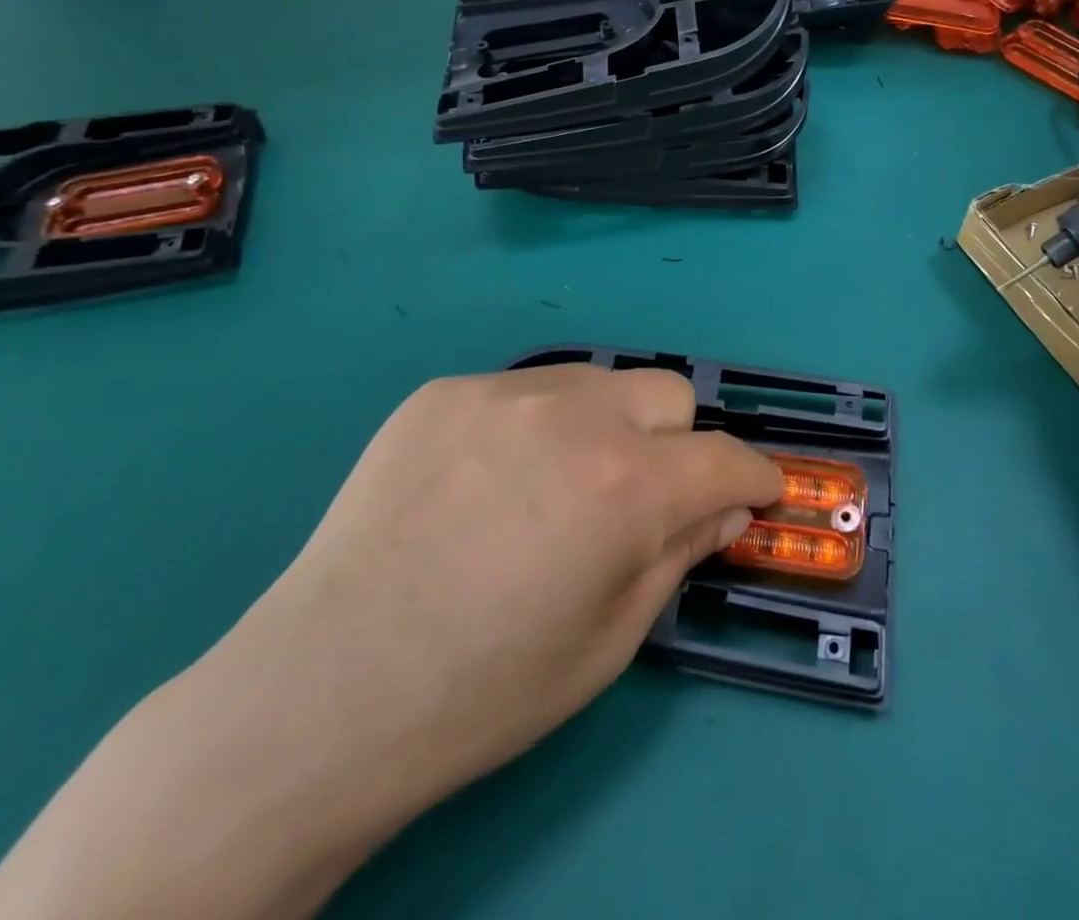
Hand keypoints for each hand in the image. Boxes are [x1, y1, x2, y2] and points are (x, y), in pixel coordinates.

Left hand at [0, 364, 781, 919]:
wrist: (321, 695)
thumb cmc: (483, 693)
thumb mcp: (611, 639)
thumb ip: (679, 553)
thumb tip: (724, 506)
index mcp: (625, 484)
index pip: (726, 457)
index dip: (753, 478)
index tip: (757, 493)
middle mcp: (574, 414)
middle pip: (668, 394)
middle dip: (677, 445)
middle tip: (642, 498)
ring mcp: (501, 392)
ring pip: (597, 382)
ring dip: (606, 426)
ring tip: (559, 486)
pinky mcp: (443, 391)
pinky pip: (522, 392)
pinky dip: (533, 427)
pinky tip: (489, 483)